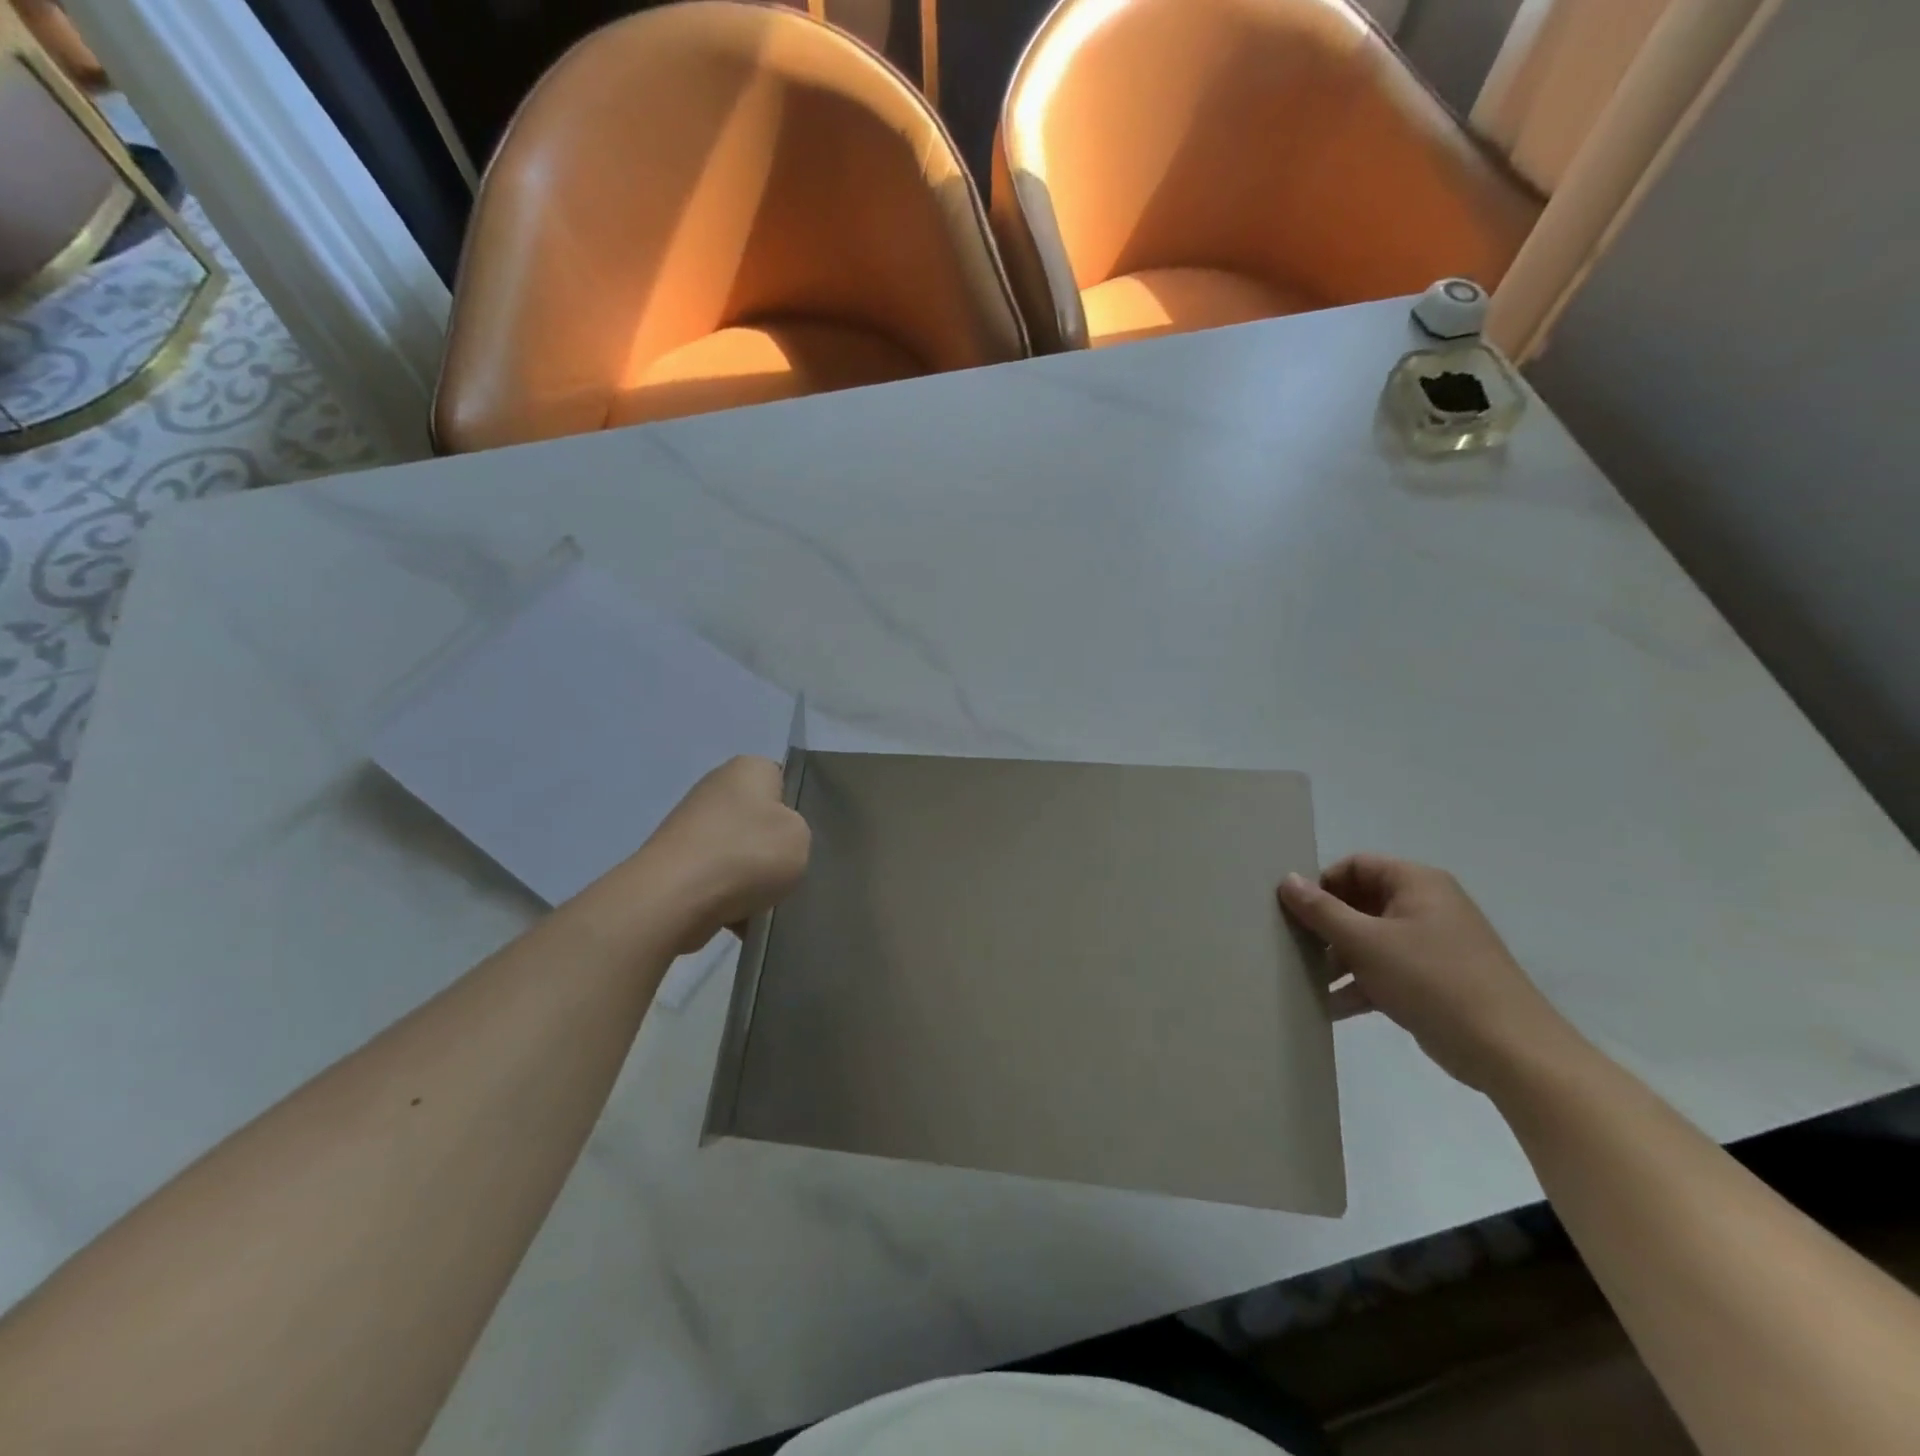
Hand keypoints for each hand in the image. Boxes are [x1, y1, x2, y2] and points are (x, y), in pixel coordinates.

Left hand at [640, 757, 810, 953]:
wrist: (674, 898)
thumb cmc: (746, 855)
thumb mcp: (801, 837)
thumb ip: (799, 832)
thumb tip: (775, 843)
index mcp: (748, 769)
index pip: (783, 781)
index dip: (797, 810)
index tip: (802, 837)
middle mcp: (716, 788)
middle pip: (760, 821)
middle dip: (772, 849)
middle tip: (789, 871)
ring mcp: (691, 826)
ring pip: (740, 853)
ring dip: (752, 878)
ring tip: (765, 902)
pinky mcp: (676, 862)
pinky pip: (717, 879)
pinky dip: (729, 898)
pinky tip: (741, 919)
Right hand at [1279, 855, 1568, 1091]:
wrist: (1510, 1052)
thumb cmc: (1433, 980)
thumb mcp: (1366, 942)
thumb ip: (1322, 910)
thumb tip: (1286, 879)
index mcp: (1416, 883)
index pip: (1355, 866)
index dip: (1321, 884)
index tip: (1293, 912)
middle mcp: (1425, 906)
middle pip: (1359, 903)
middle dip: (1325, 927)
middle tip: (1292, 948)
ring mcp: (1431, 945)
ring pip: (1369, 940)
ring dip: (1336, 960)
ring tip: (1304, 981)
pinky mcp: (1432, 981)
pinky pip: (1384, 971)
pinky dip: (1358, 984)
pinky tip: (1329, 1007)